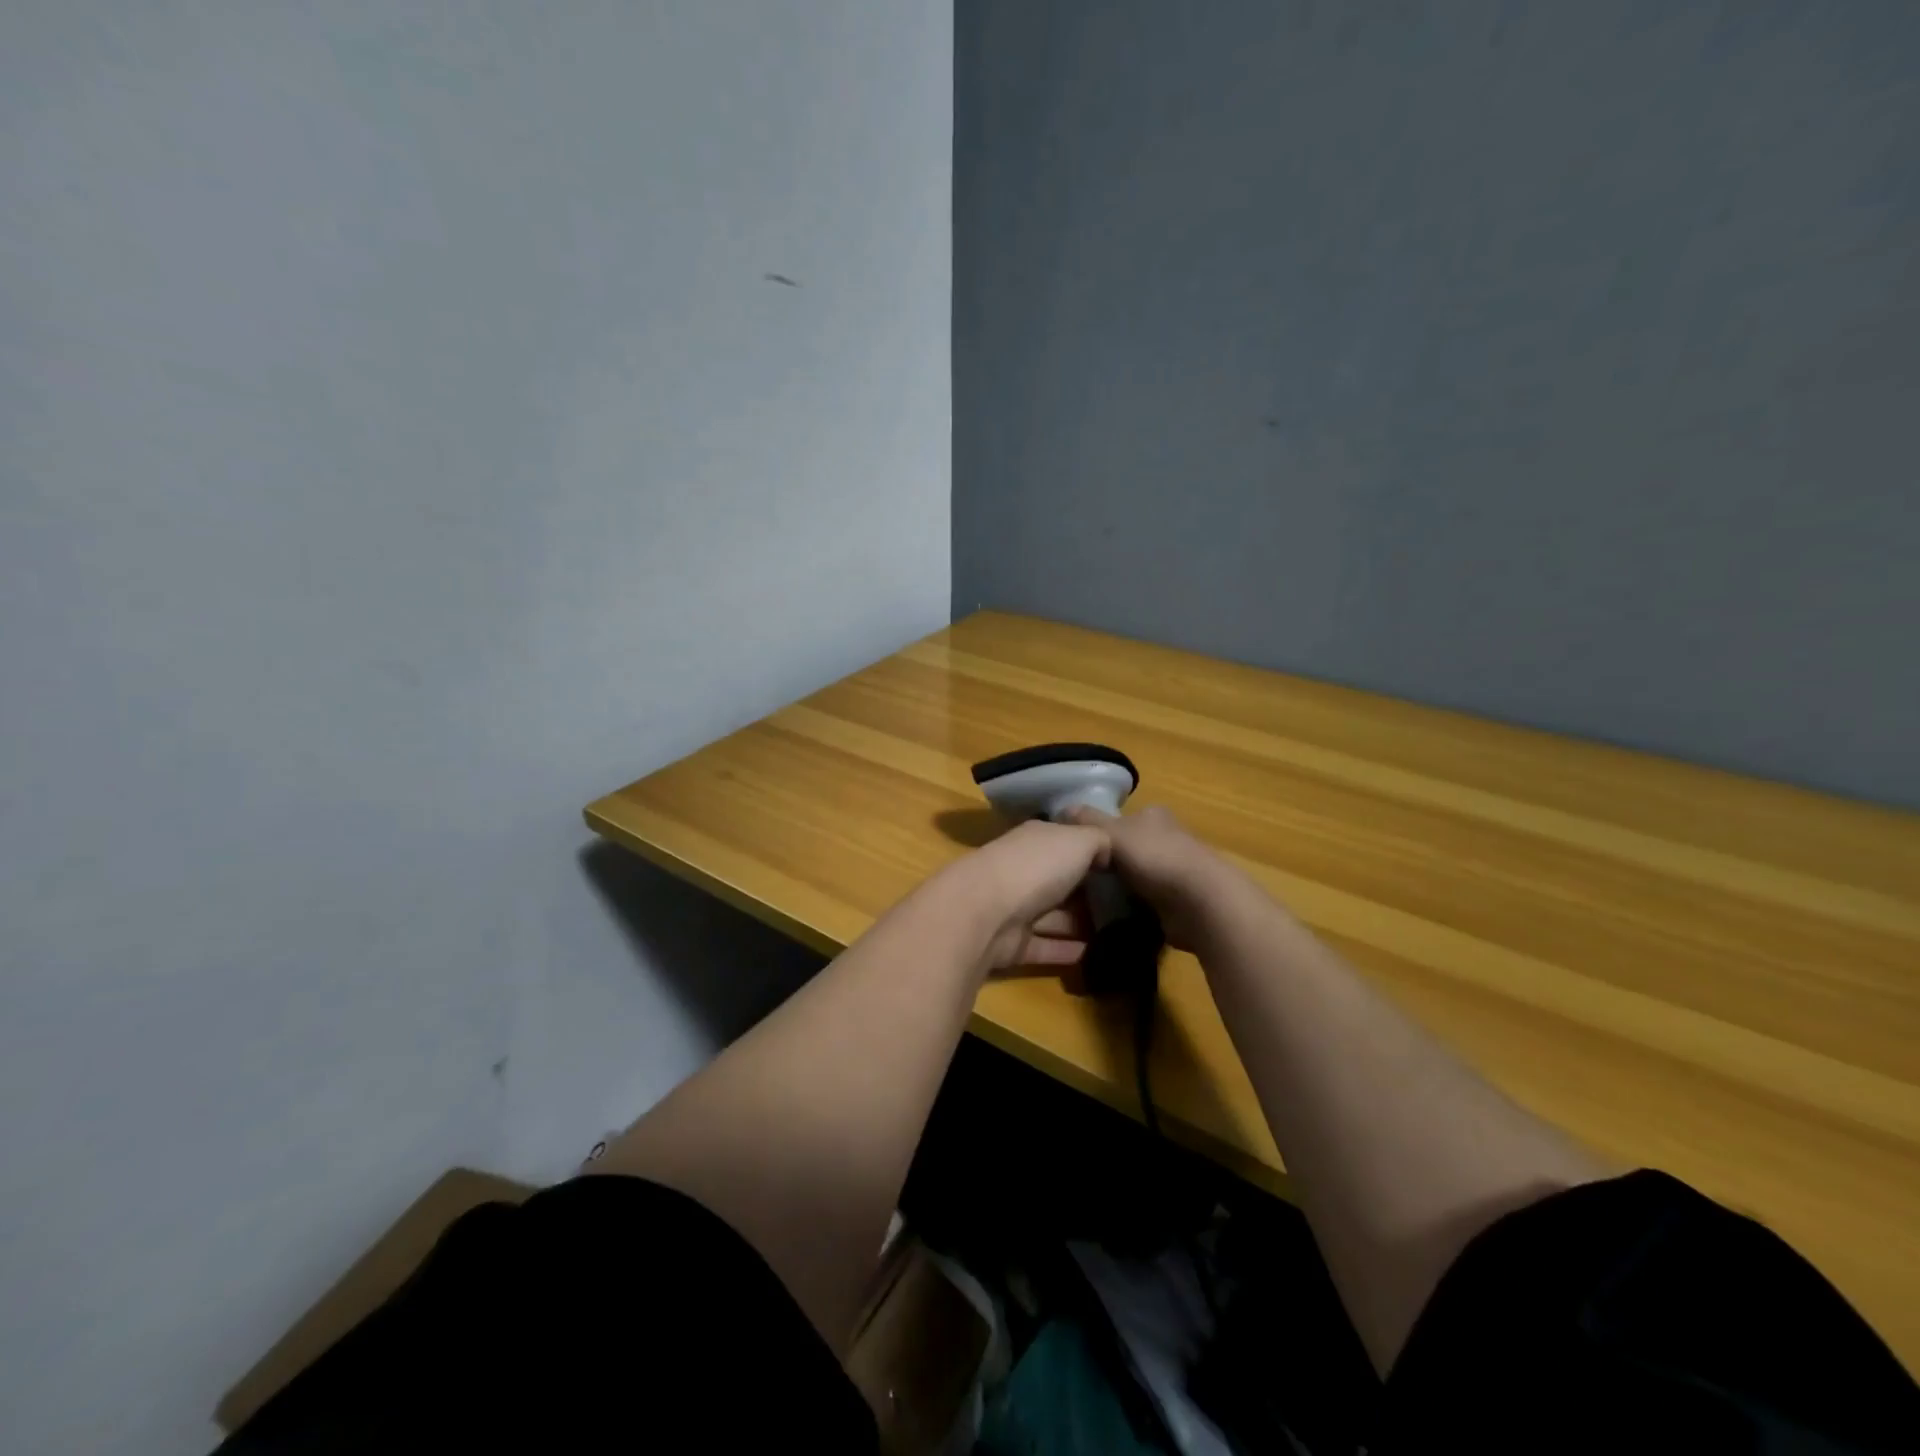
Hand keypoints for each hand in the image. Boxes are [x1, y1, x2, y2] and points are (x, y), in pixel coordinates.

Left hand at [933, 819, 1111, 971]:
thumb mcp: (1079, 840)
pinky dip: (1070, 951)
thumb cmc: (1036, 866)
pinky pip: (1048, 946)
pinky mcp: (1014, 944)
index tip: (1123, 865)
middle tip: (1130, 905)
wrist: (986, 912)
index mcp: (1036, 840)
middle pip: (1061, 880)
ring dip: (1082, 924)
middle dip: (1089, 892)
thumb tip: (1107, 853)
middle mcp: (1024, 870)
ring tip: (1122, 934)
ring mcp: (1016, 908)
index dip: (1092, 851)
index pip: (1066, 841)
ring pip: (1056, 916)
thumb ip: (1099, 841)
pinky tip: (1101, 957)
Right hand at [1060, 803, 1231, 949]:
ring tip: (1088, 902)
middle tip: (1078, 880)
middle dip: (1107, 863)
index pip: (1120, 819)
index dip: (1098, 832)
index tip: (1077, 851)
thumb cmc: (1156, 858)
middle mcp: (1166, 838)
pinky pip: (1145, 902)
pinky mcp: (1178, 901)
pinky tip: (1112, 917)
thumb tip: (1061, 808)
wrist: (1202, 903)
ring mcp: (1175, 871)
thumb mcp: (1113, 834)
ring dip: (1118, 889)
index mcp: (1153, 815)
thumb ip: (1087, 822)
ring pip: (1135, 877)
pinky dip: (1131, 909)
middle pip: (1127, 849)